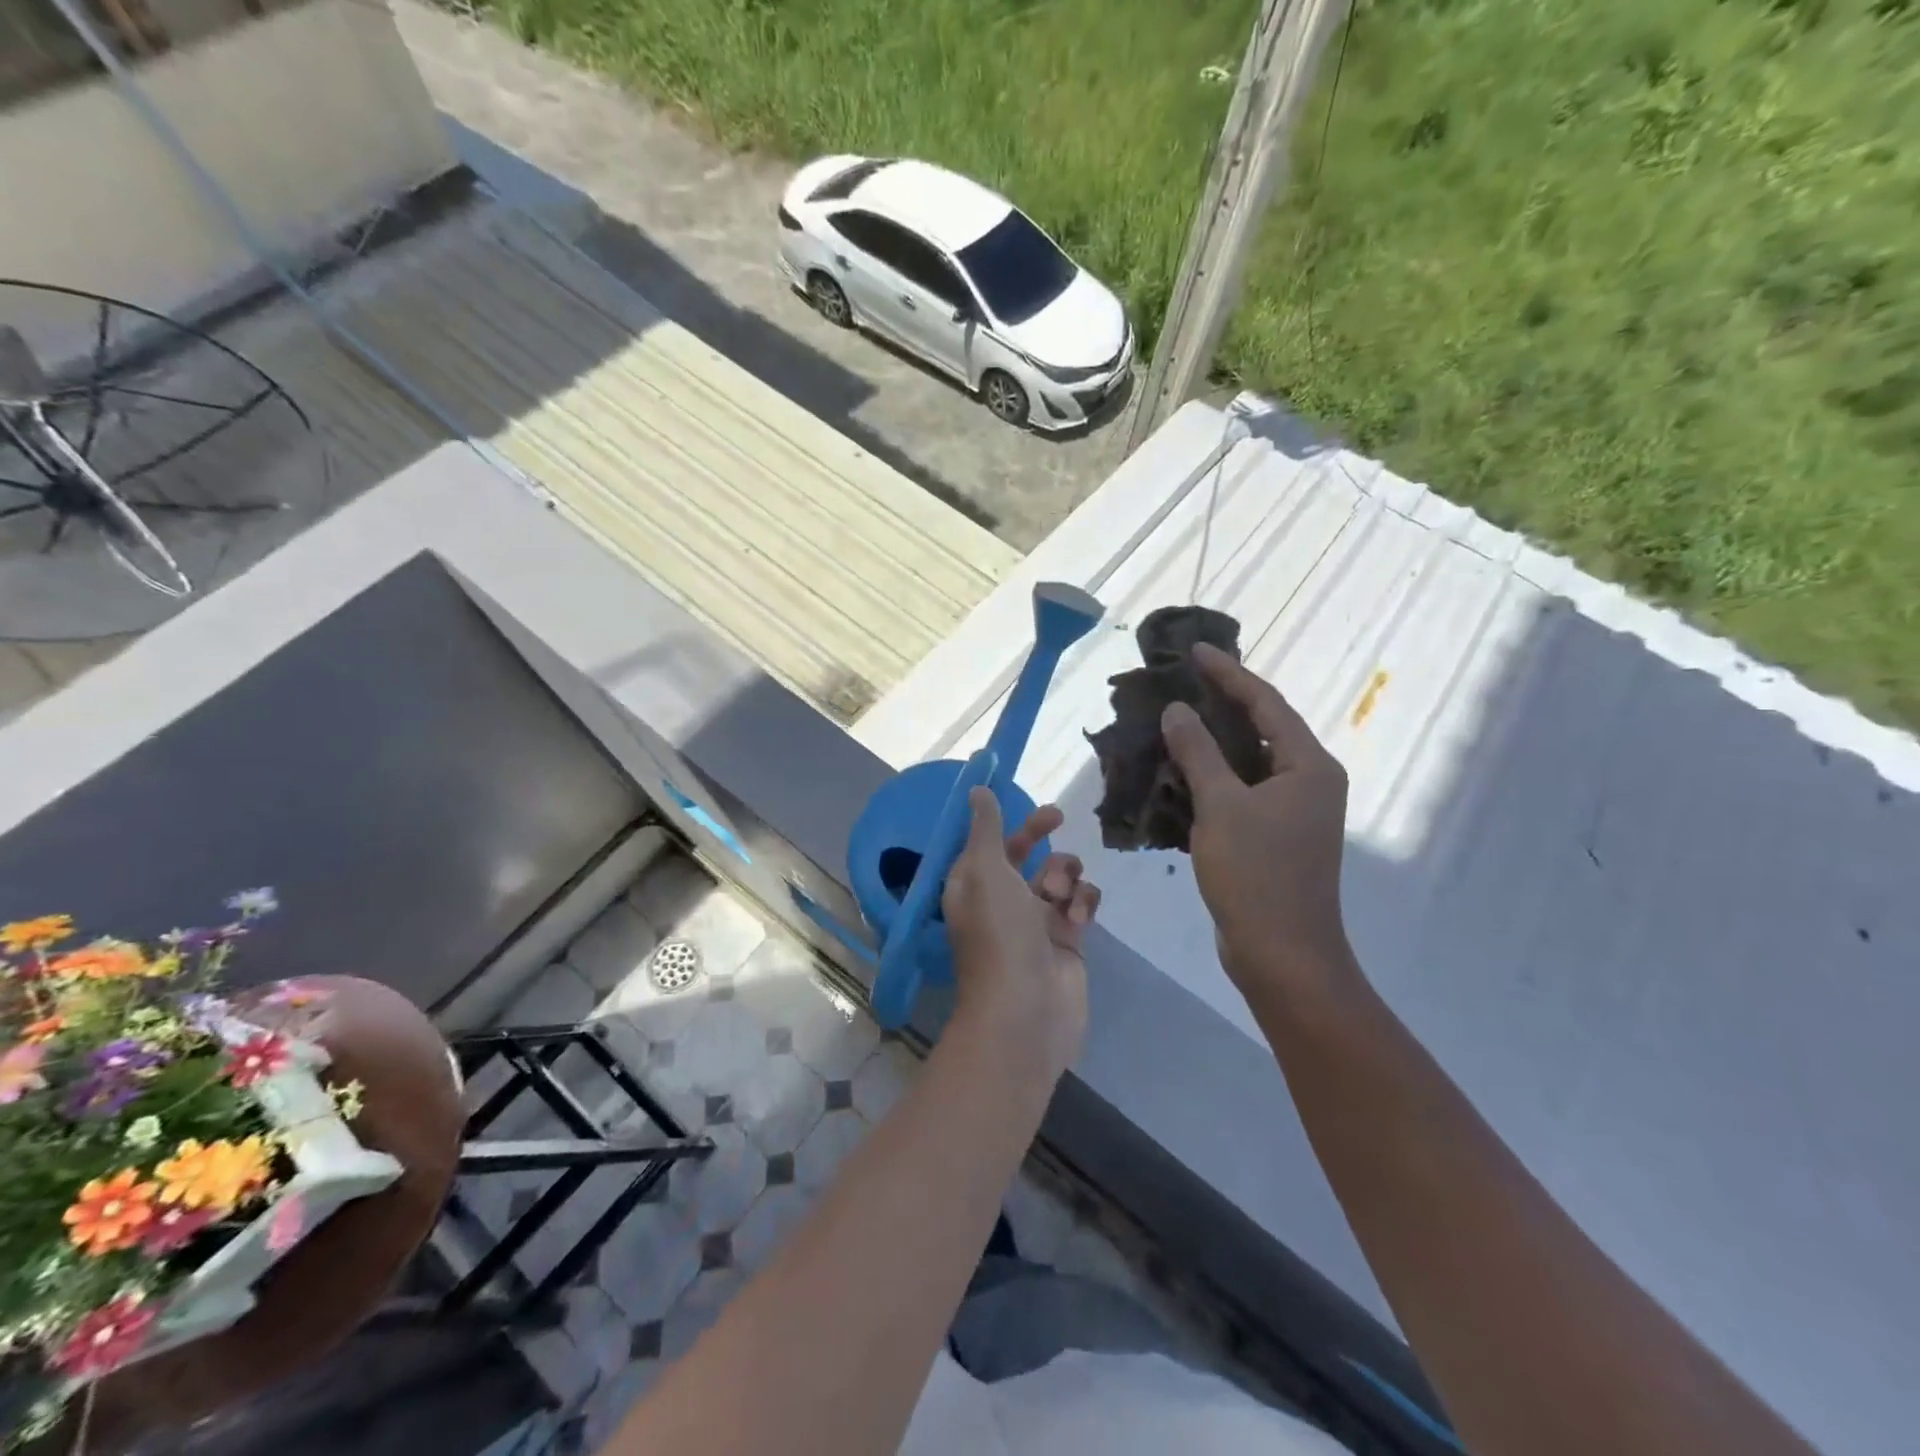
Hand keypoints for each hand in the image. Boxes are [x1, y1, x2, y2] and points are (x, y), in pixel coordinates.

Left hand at [941, 790, 1098, 1077]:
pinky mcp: (1067, 941)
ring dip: (1064, 874)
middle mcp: (1002, 901)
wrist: (1026, 1010)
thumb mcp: (985, 870)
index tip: (1025, 796)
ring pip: (1058, 877)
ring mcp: (1036, 922)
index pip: (990, 842)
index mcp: (973, 885)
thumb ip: (986, 828)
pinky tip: (1077, 920)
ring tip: (1060, 896)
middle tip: (1058, 817)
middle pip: (1025, 855)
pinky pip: (1080, 904)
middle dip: (1040, 835)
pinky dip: (1082, 904)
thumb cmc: (999, 933)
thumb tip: (976, 790)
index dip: (1007, 819)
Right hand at [1160, 643, 1356, 997]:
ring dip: (1211, 742)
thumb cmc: (1257, 875)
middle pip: (1261, 727)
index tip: (1195, 651)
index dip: (1229, 674)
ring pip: (1247, 761)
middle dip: (1220, 703)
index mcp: (1309, 766)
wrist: (1281, 954)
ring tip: (1172, 719)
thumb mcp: (1221, 806)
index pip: (1266, 703)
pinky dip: (1211, 776)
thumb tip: (1176, 710)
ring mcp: (1292, 811)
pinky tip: (1177, 771)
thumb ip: (1198, 753)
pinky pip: (1240, 790)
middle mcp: (1308, 781)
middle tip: (1180, 681)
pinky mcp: (1274, 835)